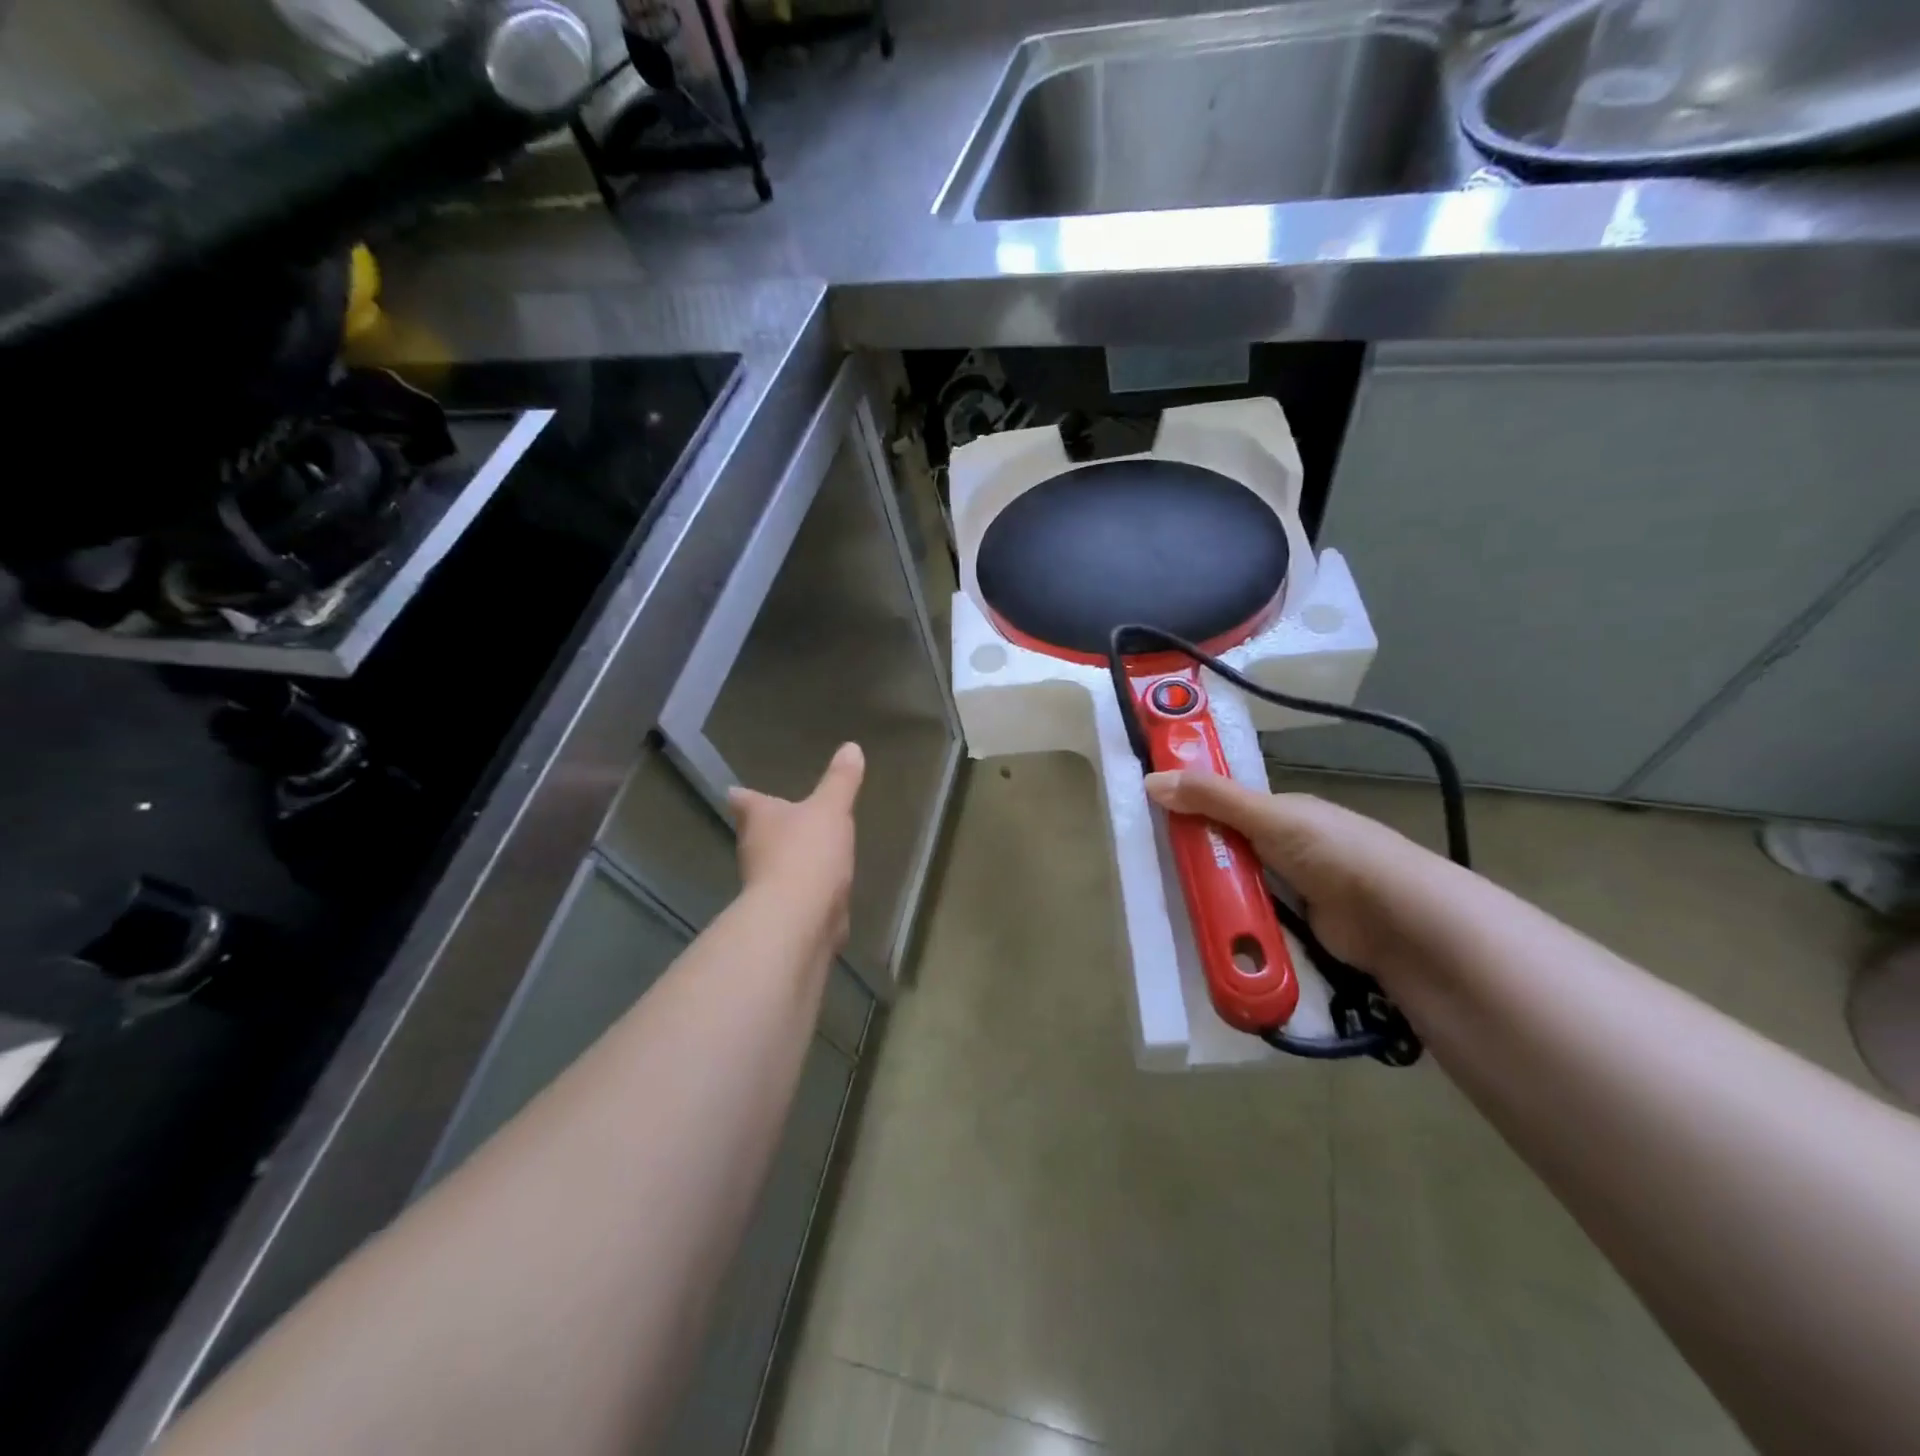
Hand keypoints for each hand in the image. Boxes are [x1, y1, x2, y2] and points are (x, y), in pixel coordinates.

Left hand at [728, 743, 864, 944]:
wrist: (800, 918)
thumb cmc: (808, 851)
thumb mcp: (831, 808)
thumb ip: (841, 781)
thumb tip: (851, 746)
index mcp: (758, 818)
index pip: (745, 800)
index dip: (745, 795)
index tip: (739, 792)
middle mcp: (753, 849)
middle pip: (755, 833)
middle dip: (768, 827)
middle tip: (782, 817)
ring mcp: (765, 884)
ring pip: (773, 864)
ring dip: (787, 858)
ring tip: (807, 848)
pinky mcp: (783, 912)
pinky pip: (794, 892)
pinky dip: (804, 887)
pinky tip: (821, 886)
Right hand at [1144, 768, 1458, 974]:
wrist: (1399, 921)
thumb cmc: (1333, 852)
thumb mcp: (1268, 817)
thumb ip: (1213, 799)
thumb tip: (1151, 779)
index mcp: (1285, 812)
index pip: (1229, 806)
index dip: (1195, 809)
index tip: (1156, 819)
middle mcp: (1291, 846)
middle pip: (1231, 848)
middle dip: (1203, 858)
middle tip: (1161, 870)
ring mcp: (1298, 888)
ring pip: (1243, 885)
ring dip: (1219, 894)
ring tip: (1178, 903)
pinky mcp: (1301, 926)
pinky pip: (1257, 918)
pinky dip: (1238, 923)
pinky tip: (1211, 930)